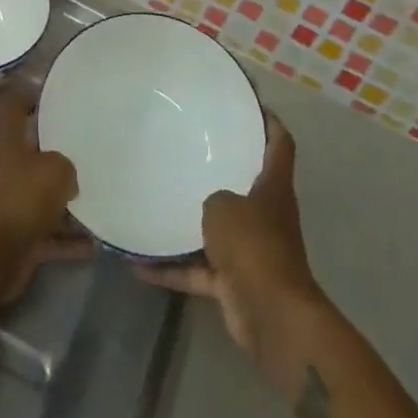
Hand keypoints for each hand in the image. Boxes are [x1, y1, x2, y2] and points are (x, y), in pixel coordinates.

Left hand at [0, 86, 88, 302]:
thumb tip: (71, 176)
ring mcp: (13, 201)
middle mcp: (8, 165)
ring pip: (45, 191)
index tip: (59, 90)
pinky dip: (71, 238)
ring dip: (69, 198)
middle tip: (94, 142)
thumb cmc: (20, 198)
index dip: (31, 92)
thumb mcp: (55, 168)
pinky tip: (98, 241)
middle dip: (61, 148)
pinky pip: (52, 231)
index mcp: (8, 137)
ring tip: (103, 192)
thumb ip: (68, 164)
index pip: (15, 103)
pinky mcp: (21, 235)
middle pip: (35, 149)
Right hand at [135, 113, 320, 361]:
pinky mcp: (234, 283)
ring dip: (191, 224)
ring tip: (157, 203)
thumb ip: (211, 196)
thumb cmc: (253, 244)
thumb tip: (206, 203)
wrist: (271, 315)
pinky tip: (138, 264)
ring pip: (219, 228)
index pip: (279, 143)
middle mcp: (266, 215)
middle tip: (188, 147)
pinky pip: (198, 269)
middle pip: (247, 184)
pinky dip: (173, 269)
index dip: (269, 120)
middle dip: (222, 170)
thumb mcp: (223, 204)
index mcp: (273, 188)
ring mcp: (251, 250)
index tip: (248, 103)